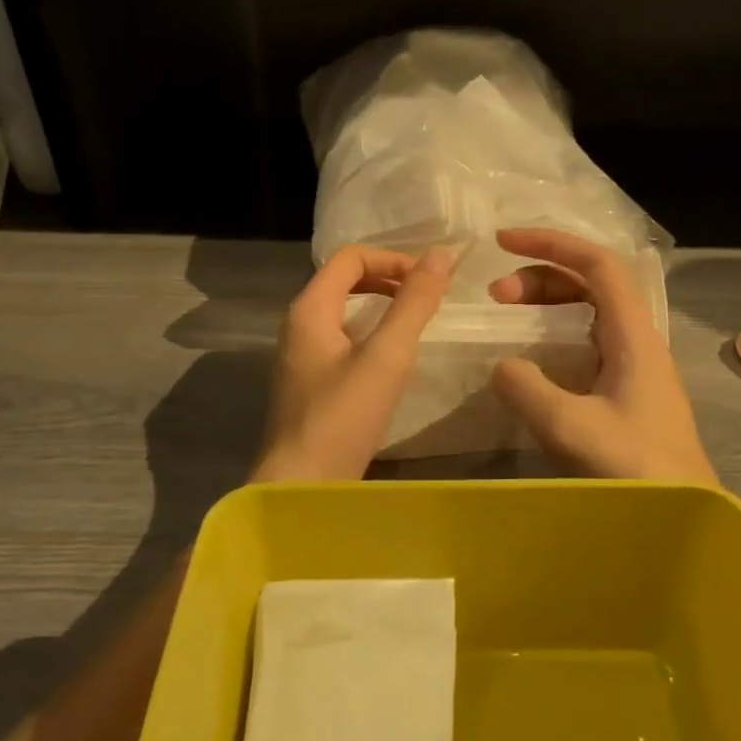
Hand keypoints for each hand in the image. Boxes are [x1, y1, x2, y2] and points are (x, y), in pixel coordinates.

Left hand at [251, 245, 454, 481]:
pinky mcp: (310, 382)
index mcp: (310, 309)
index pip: (350, 258)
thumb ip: (413, 304)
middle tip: (428, 296)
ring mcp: (301, 355)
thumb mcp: (387, 356)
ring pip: (344, 310)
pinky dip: (370, 332)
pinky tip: (392, 357)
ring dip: (381, 305)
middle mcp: (299, 325)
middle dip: (389, 278)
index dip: (393, 259)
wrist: (302, 486)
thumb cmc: (343, 417)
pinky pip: (341, 338)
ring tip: (416, 320)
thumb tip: (441, 254)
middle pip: (345, 280)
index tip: (430, 280)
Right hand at [487, 228, 715, 482]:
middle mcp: (638, 341)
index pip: (597, 264)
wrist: (687, 521)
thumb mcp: (570, 428)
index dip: (551, 244)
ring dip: (547, 304)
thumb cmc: (635, 473)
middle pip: (592, 283)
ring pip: (590, 312)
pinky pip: (587, 343)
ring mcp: (636, 367)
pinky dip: (554, 334)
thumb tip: (502, 365)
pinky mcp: (629, 393)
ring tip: (506, 316)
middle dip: (541, 276)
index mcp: (633, 336)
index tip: (503, 243)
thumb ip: (527, 388)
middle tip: (495, 295)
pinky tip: (533, 359)